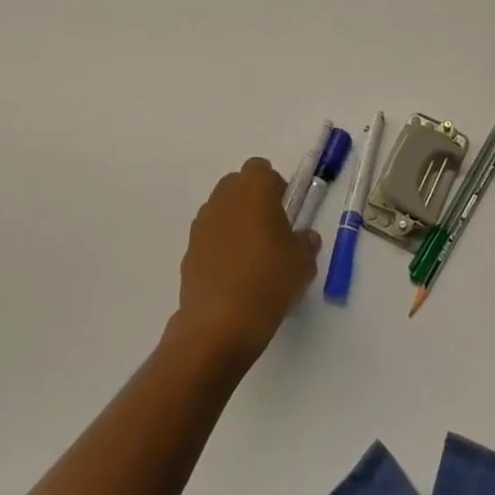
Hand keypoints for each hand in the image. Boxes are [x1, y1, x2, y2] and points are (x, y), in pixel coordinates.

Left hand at [172, 158, 320, 365]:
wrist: (219, 325)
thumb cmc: (268, 281)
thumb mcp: (303, 262)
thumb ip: (306, 242)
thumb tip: (304, 238)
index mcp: (253, 189)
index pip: (261, 169)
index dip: (275, 186)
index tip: (285, 212)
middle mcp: (223, 198)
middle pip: (238, 186)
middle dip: (253, 201)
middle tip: (271, 232)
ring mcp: (202, 224)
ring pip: (222, 211)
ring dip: (235, 223)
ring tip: (252, 257)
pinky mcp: (189, 251)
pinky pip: (210, 237)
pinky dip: (220, 247)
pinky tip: (233, 277)